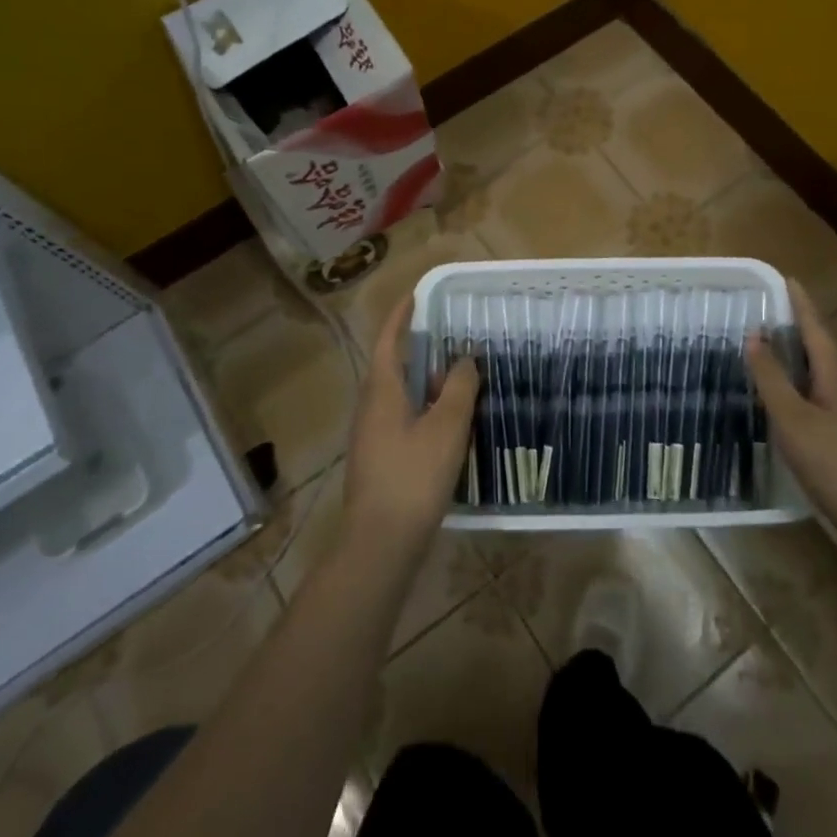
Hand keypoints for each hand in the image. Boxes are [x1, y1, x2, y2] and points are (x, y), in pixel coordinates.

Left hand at [342, 297, 479, 561]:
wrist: (380, 543)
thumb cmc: (413, 476)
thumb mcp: (446, 427)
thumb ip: (458, 388)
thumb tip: (465, 359)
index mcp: (381, 390)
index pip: (389, 339)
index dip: (402, 314)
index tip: (419, 294)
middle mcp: (371, 406)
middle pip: (394, 365)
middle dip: (421, 349)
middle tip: (454, 337)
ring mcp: (372, 435)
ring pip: (400, 395)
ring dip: (426, 382)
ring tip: (460, 378)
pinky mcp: (380, 458)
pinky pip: (403, 418)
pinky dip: (425, 409)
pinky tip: (450, 423)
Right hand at [745, 281, 836, 538]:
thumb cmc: (835, 464)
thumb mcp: (792, 419)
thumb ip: (772, 377)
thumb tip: (755, 334)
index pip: (815, 326)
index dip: (800, 303)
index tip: (787, 278)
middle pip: (822, 346)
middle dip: (798, 326)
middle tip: (768, 311)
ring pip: (824, 371)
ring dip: (800, 356)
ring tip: (773, 349)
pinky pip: (825, 392)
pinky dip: (804, 382)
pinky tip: (791, 397)